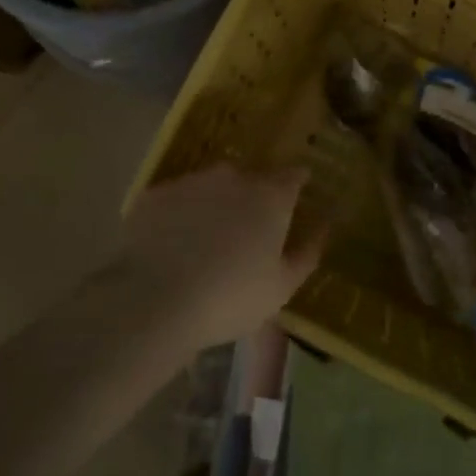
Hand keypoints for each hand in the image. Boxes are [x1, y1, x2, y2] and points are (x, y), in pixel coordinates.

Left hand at [117, 163, 324, 354]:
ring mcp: (191, 181)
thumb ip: (306, 254)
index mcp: (271, 196)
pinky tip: (172, 245)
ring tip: (206, 240)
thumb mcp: (281, 288)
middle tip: (248, 230)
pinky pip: (177, 199)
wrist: (151, 301)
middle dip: (254, 197)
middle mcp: (234, 177)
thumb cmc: (229, 297)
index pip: (294, 175)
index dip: (298, 183)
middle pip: (252, 178)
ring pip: (212, 186)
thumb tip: (324, 228)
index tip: (297, 195)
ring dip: (216, 204)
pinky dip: (180, 215)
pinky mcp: (154, 194)